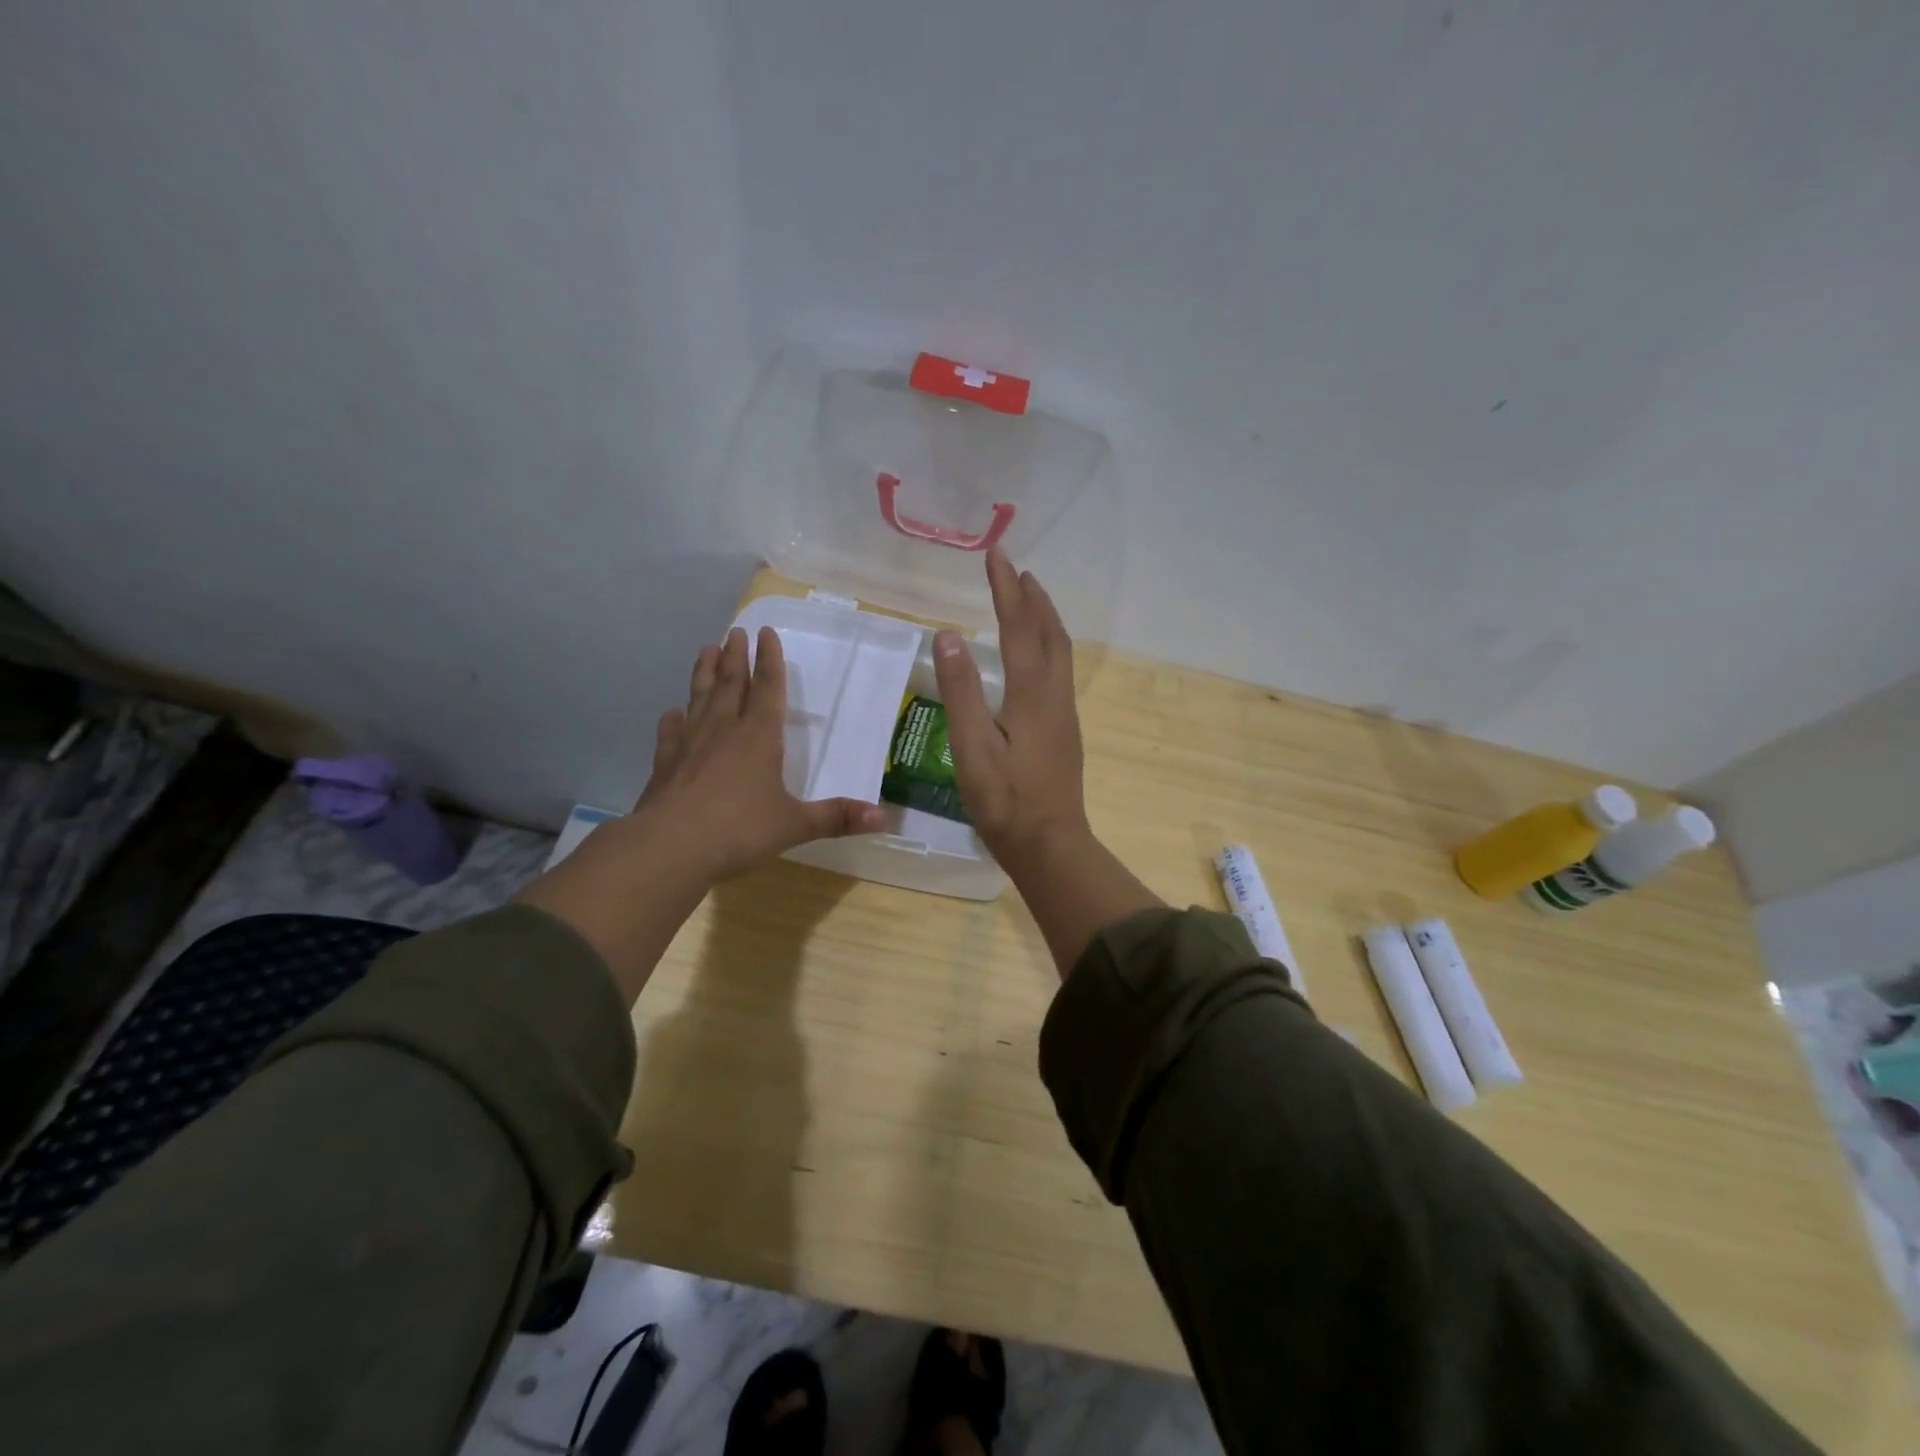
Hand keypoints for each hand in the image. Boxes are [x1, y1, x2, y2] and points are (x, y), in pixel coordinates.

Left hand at [634, 624, 887, 882]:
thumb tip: (884, 818)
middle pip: (731, 684)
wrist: (670, 847)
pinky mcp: (665, 764)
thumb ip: (837, 817)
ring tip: (706, 649)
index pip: (768, 688)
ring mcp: (690, 744)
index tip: (767, 632)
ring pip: (700, 698)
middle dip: (736, 656)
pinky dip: (674, 719)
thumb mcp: (795, 824)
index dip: (770, 660)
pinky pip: (671, 732)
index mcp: (759, 736)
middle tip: (736, 631)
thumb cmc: (740, 830)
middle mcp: (724, 730)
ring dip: (705, 673)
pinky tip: (673, 712)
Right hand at [933, 548, 1090, 870]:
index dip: (1006, 590)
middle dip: (1033, 598)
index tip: (997, 554)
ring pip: (1059, 653)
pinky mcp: (1063, 732)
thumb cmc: (1005, 800)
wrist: (1050, 845)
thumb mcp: (972, 748)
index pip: (1018, 628)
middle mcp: (1054, 696)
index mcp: (1032, 695)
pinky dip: (1046, 646)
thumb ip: (961, 692)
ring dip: (1044, 619)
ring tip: (1028, 600)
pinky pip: (1058, 672)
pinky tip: (1034, 657)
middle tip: (1016, 569)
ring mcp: (1064, 715)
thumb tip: (949, 637)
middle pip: (1049, 634)